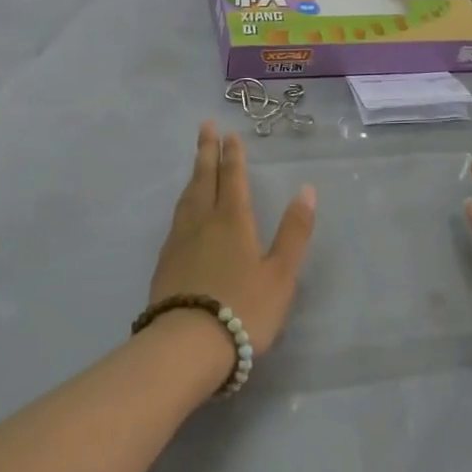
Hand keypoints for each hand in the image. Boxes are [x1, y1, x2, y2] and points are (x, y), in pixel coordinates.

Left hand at [150, 123, 316, 359]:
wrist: (187, 345)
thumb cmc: (243, 309)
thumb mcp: (280, 274)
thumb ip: (294, 232)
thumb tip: (306, 190)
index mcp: (233, 220)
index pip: (233, 178)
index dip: (233, 155)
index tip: (229, 133)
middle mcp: (203, 222)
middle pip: (204, 179)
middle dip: (206, 151)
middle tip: (205, 126)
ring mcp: (180, 241)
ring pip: (187, 197)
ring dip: (194, 174)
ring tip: (196, 162)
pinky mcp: (165, 262)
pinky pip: (176, 218)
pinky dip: (183, 202)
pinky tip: (184, 211)